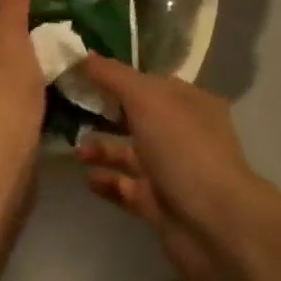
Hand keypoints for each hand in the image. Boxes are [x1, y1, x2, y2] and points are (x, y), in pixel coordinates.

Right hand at [76, 57, 264, 280]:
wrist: (213, 224)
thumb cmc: (183, 149)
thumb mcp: (146, 99)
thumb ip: (113, 76)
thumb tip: (85, 56)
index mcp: (188, 103)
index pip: (148, 82)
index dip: (115, 76)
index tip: (79, 74)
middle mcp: (182, 134)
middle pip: (136, 117)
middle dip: (103, 113)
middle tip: (67, 108)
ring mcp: (171, 171)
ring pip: (128, 153)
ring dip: (100, 148)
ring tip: (74, 150)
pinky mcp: (158, 204)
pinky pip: (125, 187)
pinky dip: (105, 181)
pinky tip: (86, 177)